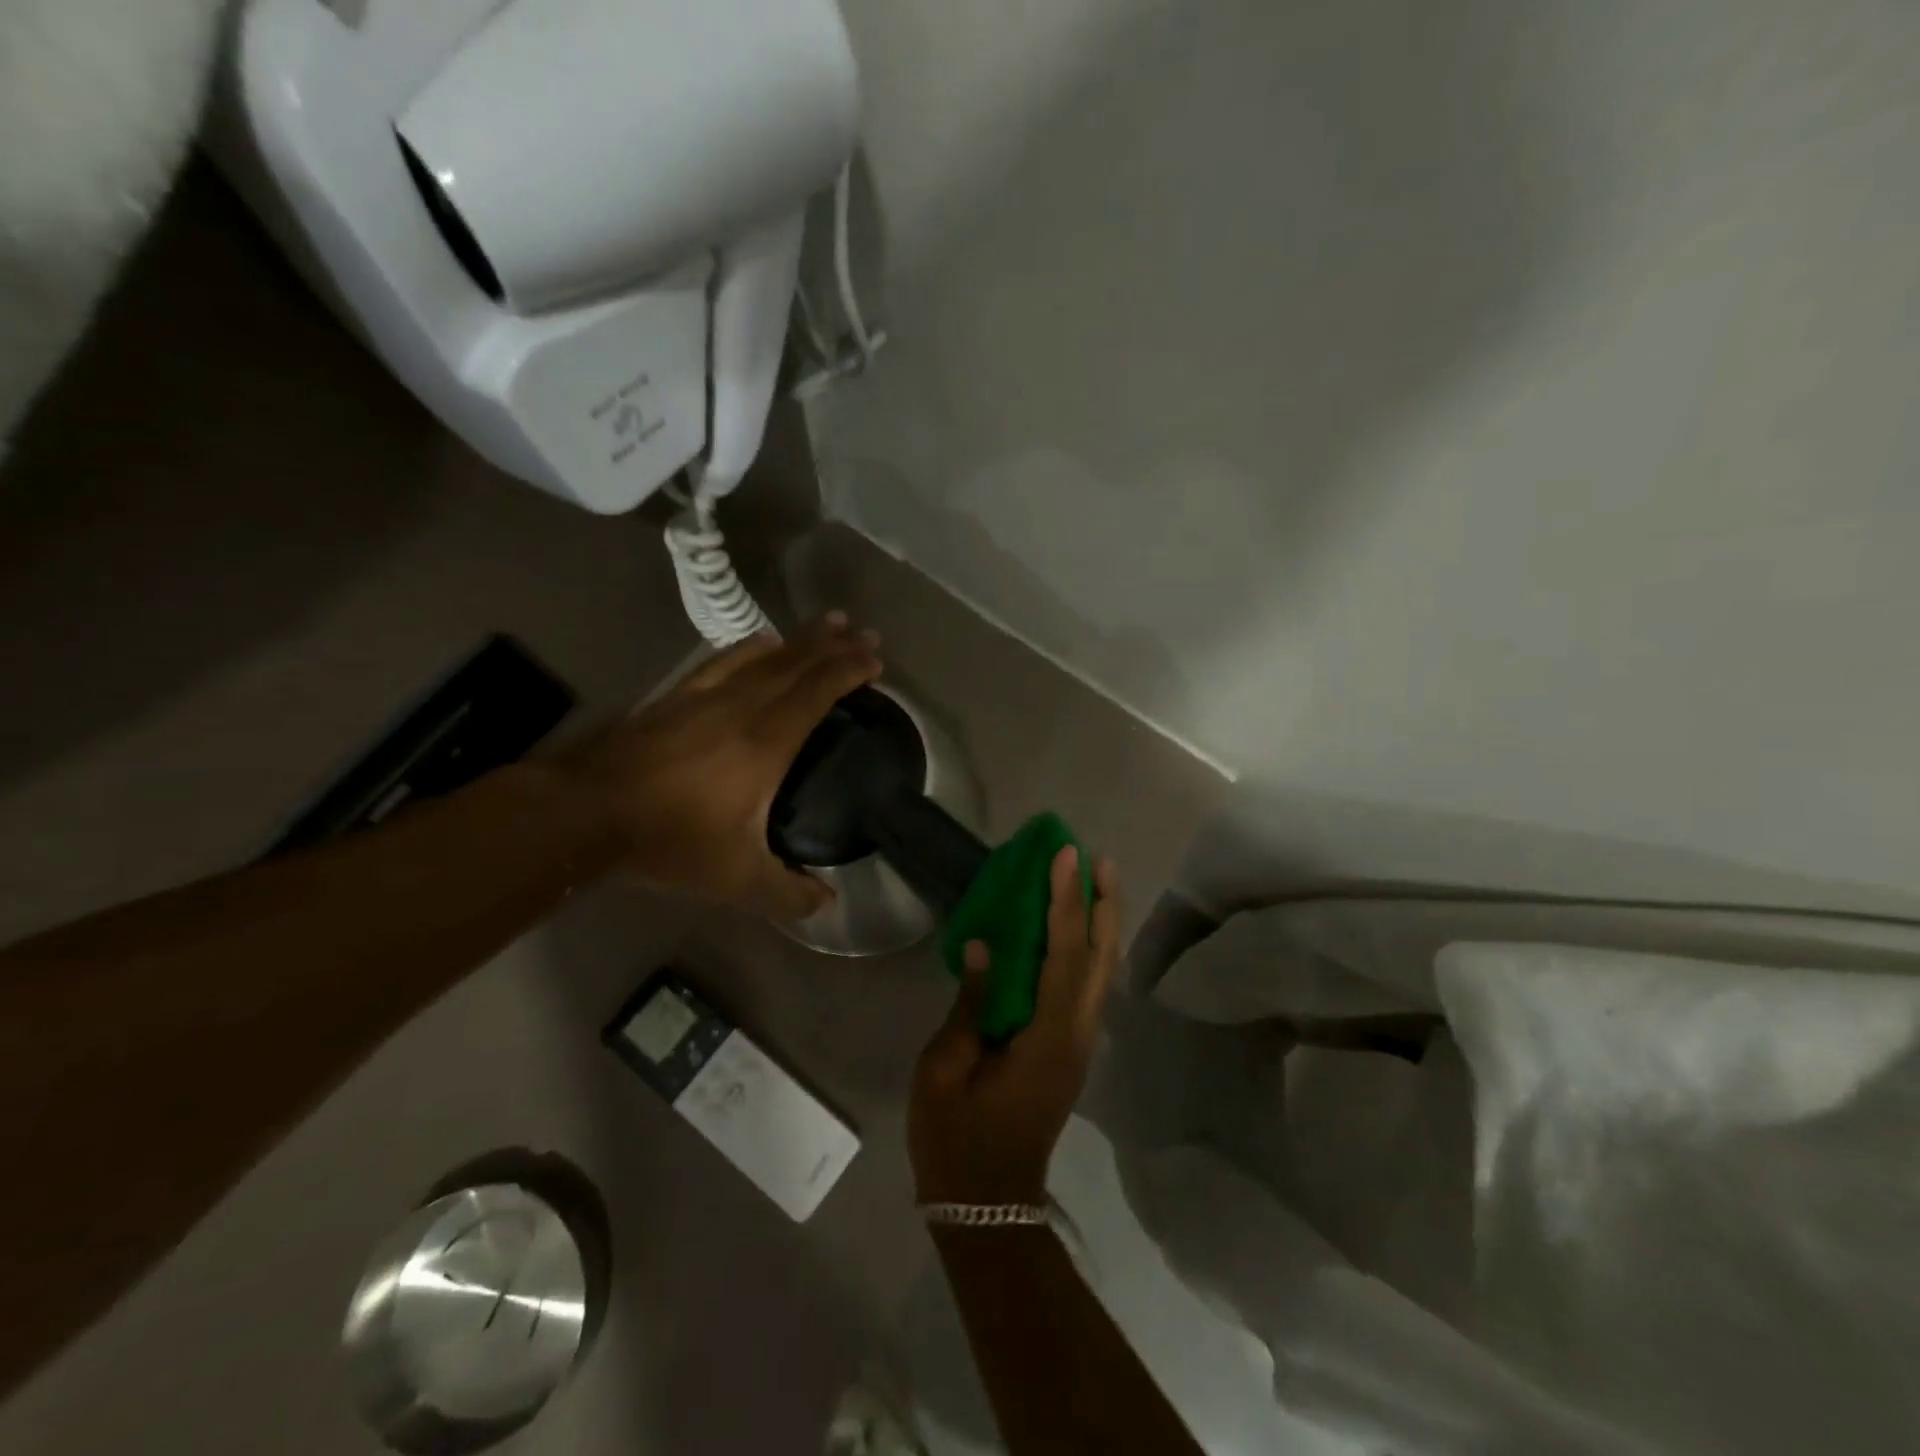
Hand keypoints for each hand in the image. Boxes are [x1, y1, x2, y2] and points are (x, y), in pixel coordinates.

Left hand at [563, 614, 880, 919]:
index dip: (849, 672)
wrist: (588, 811)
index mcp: (765, 742)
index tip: (875, 661)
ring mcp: (707, 696)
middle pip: (798, 665)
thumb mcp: (735, 879)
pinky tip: (762, 641)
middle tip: (866, 632)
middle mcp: (742, 707)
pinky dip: (752, 647)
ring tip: (828, 623)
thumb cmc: (669, 839)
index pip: (817, 693)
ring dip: (801, 639)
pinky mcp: (678, 696)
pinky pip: (725, 661)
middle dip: (836, 646)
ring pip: (765, 656)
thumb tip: (827, 904)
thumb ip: (787, 893)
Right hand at [909, 848, 1121, 1204]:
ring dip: (1102, 925)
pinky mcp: (1070, 1051)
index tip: (1067, 857)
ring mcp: (1079, 1045)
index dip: (1066, 902)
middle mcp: (1077, 1035)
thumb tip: (984, 948)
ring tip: (1095, 882)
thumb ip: (970, 1005)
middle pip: (1102, 959)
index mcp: (1047, 1037)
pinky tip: (1075, 932)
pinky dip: (1088, 950)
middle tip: (1098, 859)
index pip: (1064, 955)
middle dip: (1103, 905)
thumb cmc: (957, 1138)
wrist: (987, 1204)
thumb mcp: (945, 1069)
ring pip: (1102, 973)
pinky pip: (1088, 988)